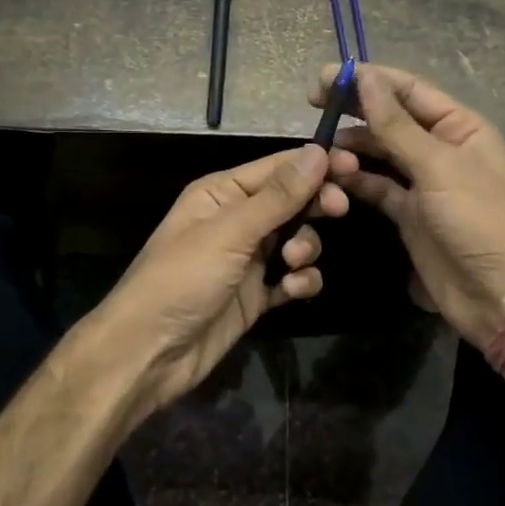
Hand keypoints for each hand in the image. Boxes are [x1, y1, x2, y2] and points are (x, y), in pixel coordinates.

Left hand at [87, 144, 357, 420]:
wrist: (150, 353)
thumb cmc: (182, 279)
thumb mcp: (230, 232)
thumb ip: (278, 196)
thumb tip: (318, 151)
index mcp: (222, 192)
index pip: (278, 167)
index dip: (316, 164)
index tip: (355, 166)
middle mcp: (237, 220)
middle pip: (292, 201)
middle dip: (315, 206)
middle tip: (337, 211)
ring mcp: (247, 259)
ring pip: (297, 239)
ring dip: (305, 247)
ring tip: (293, 263)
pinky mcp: (256, 295)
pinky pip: (292, 278)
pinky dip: (299, 281)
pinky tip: (292, 290)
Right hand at [311, 63, 504, 350]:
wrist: (499, 296)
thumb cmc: (479, 220)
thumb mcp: (438, 167)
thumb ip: (396, 125)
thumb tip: (364, 77)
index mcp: (460, 127)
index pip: (409, 90)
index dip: (370, 80)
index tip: (327, 78)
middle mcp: (441, 148)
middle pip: (392, 119)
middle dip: (356, 112)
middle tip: (315, 106)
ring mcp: (424, 183)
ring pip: (380, 153)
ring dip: (353, 149)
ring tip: (323, 151)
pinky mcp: (409, 213)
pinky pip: (376, 187)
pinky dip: (355, 180)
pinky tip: (332, 177)